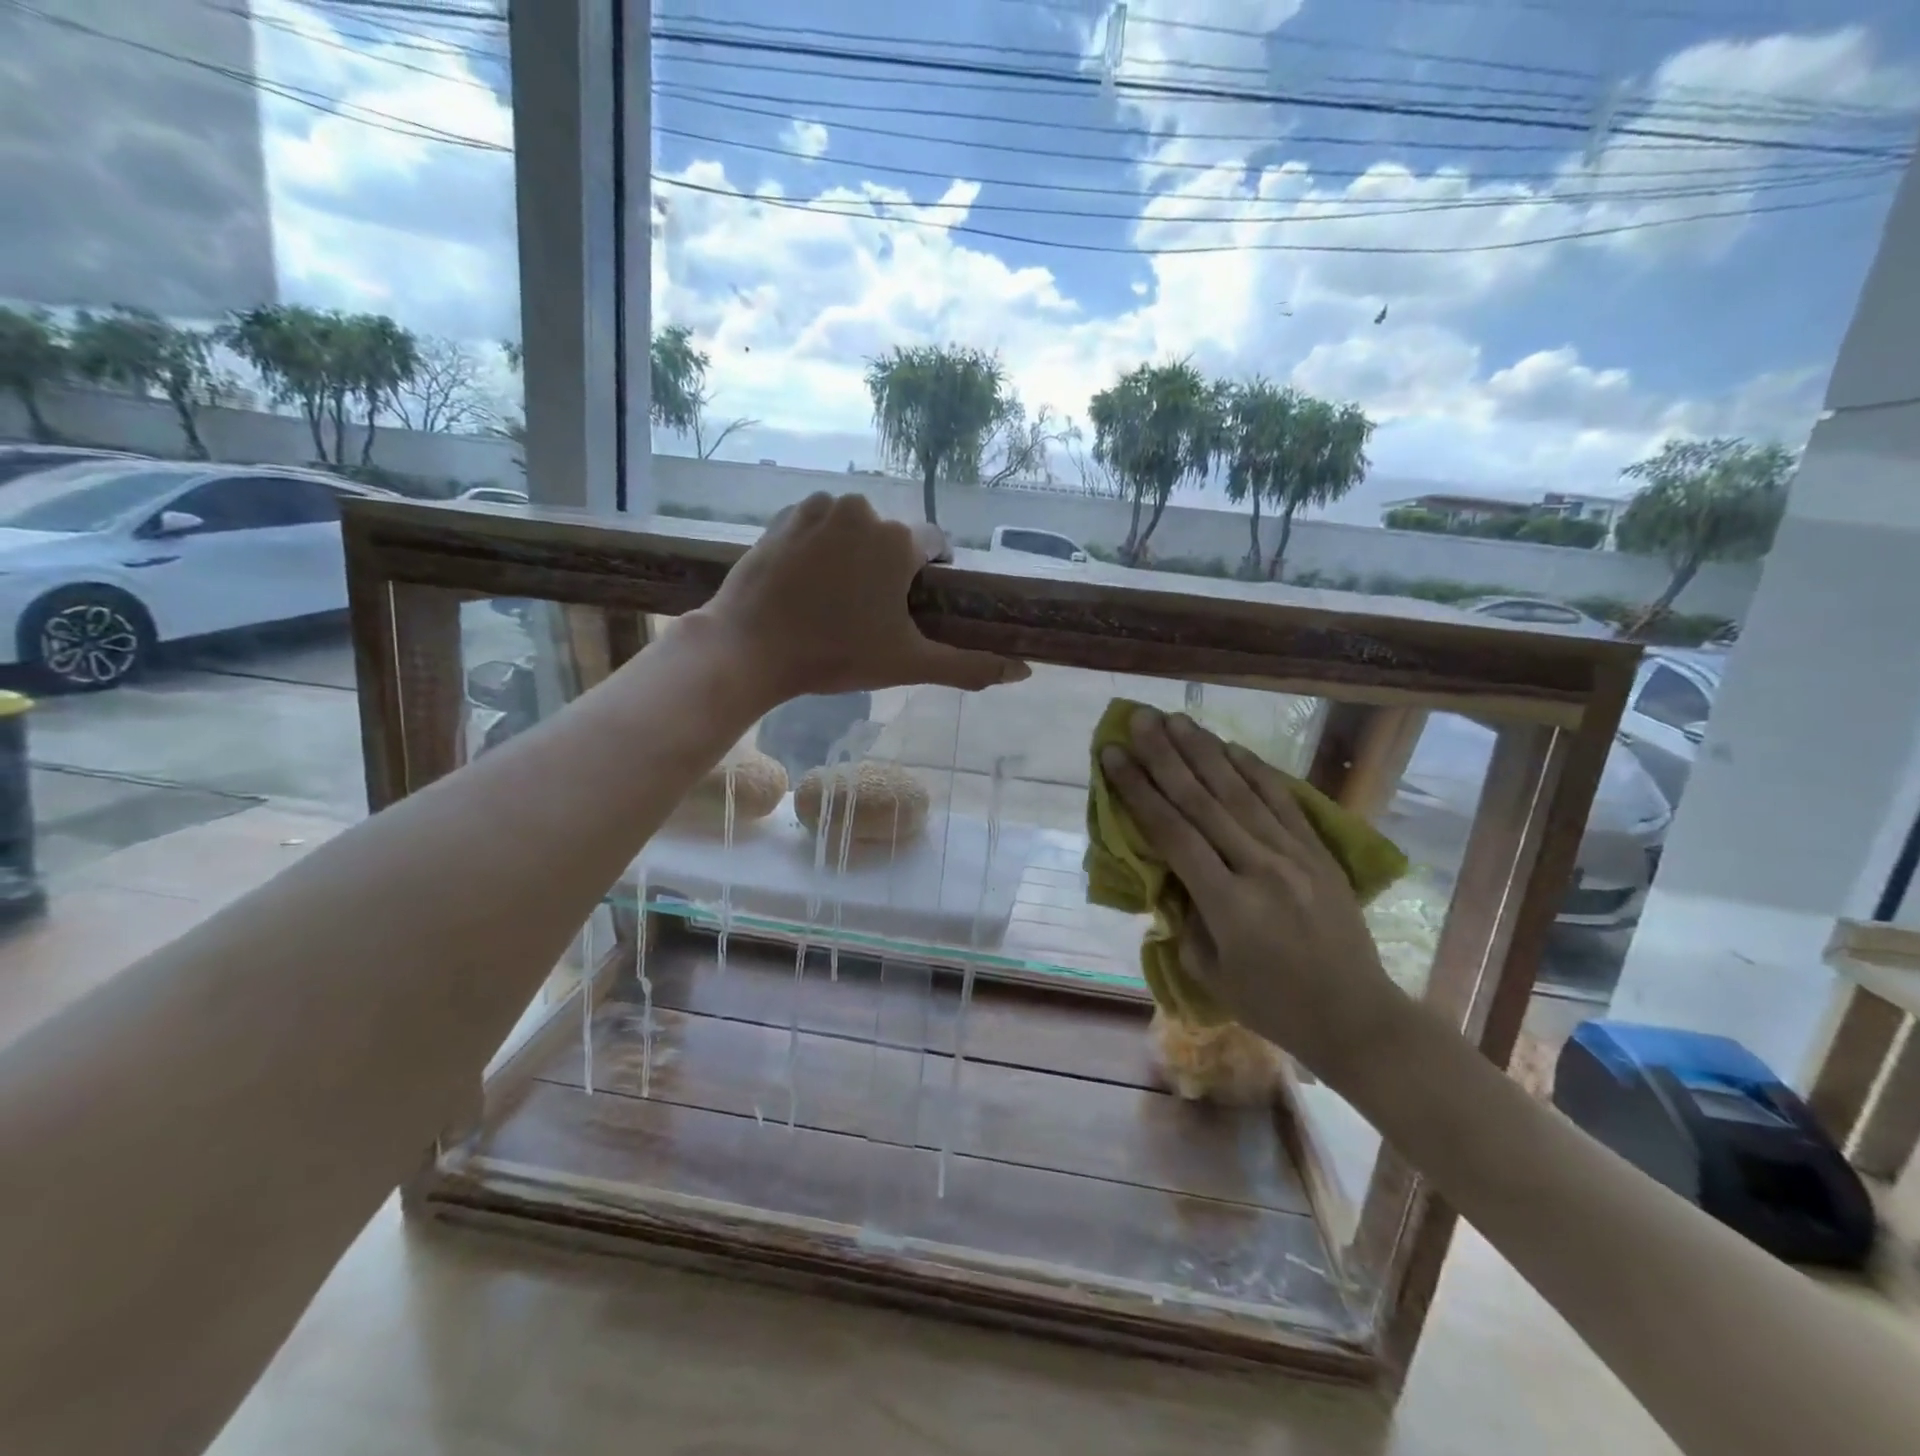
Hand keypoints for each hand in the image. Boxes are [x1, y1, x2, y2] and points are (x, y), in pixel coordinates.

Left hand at [697, 492, 1029, 702]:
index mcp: (899, 541)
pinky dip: (822, 545)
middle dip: (890, 568)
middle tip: (868, 613)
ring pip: (856, 529)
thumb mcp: (909, 664)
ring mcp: (820, 508)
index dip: (929, 578)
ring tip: (834, 599)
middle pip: (893, 539)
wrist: (750, 647)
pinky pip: (820, 525)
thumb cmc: (836, 654)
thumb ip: (969, 666)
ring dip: (856, 555)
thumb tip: (1025, 673)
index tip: (912, 607)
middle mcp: (863, 510)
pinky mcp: (785, 514)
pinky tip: (807, 582)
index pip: (935, 547)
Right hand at [1100, 707, 1406, 1082]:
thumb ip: (1184, 916)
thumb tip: (1170, 873)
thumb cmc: (1273, 1005)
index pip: (1172, 833)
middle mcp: (1260, 867)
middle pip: (1203, 800)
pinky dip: (1255, 770)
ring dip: (1204, 751)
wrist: (1356, 1016)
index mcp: (1227, 904)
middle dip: (1165, 755)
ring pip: (1240, 791)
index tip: (1113, 756)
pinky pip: (1282, 801)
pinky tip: (1230, 747)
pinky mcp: (1318, 852)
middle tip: (1139, 719)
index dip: (1138, 790)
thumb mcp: (1209, 972)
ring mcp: (1294, 855)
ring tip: (1176, 719)